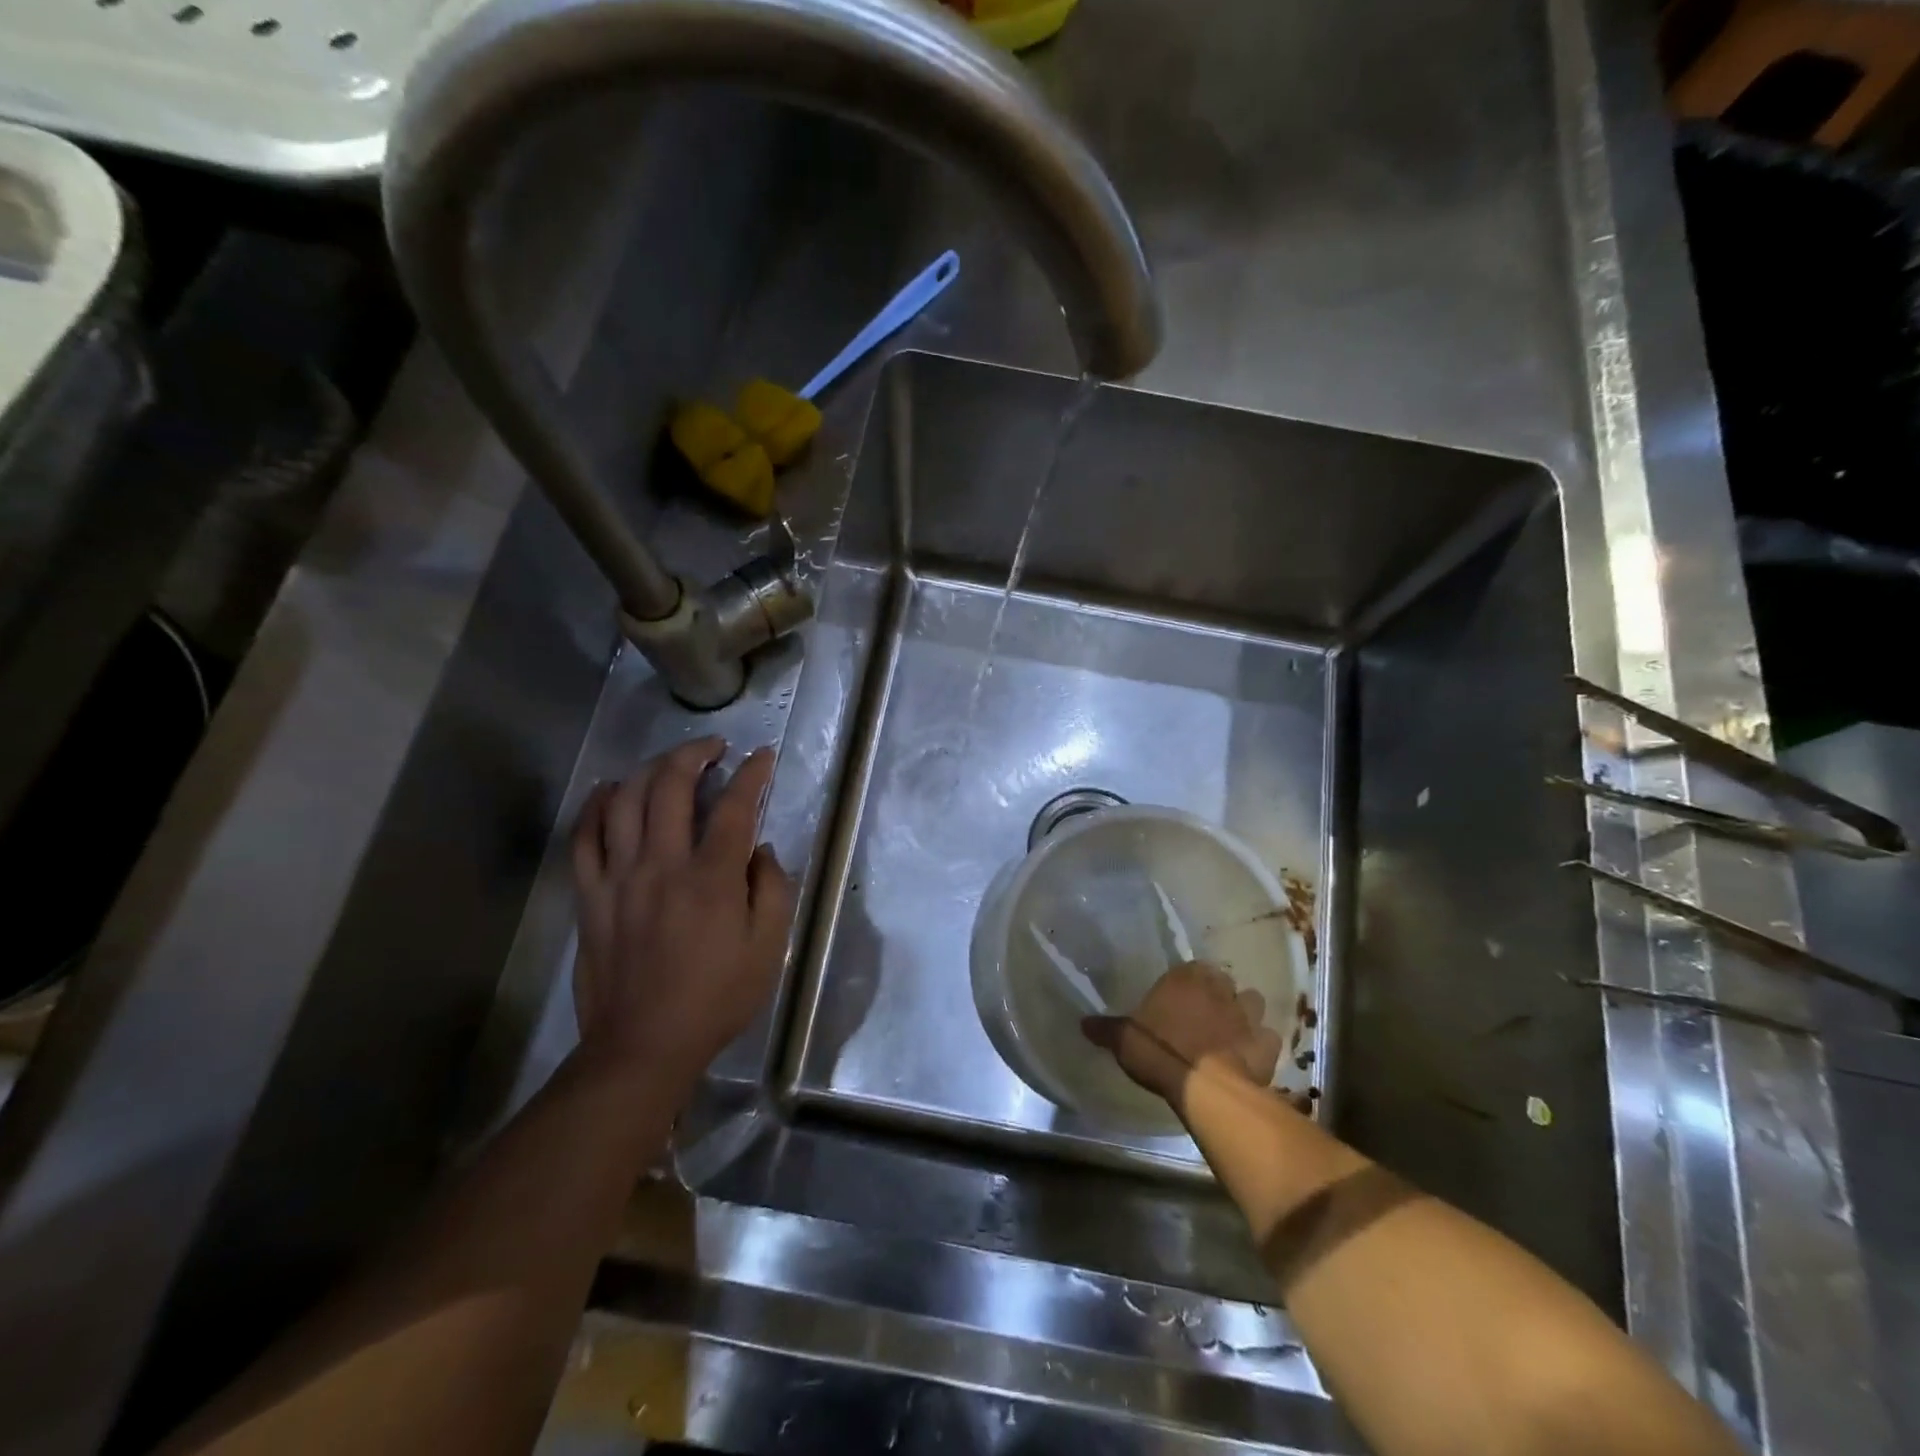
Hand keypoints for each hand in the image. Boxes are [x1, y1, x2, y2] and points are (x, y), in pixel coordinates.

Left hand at [570, 738, 795, 1092]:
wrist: (642, 1045)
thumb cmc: (717, 998)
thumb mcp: (769, 948)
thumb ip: (773, 889)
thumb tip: (760, 850)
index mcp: (712, 878)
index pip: (734, 807)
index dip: (752, 774)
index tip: (762, 757)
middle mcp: (662, 865)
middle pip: (671, 786)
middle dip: (695, 753)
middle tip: (714, 747)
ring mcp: (619, 878)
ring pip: (626, 801)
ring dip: (650, 769)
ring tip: (670, 763)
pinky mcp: (590, 896)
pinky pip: (584, 837)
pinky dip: (597, 805)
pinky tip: (612, 790)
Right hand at [1082, 962, 1283, 1111]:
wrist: (1204, 1087)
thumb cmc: (1160, 1052)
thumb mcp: (1123, 1040)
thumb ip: (1106, 1029)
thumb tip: (1083, 1023)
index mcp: (1185, 979)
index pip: (1191, 967)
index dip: (1188, 981)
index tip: (1179, 997)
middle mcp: (1219, 989)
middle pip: (1223, 982)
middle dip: (1218, 993)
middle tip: (1205, 1013)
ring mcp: (1246, 1015)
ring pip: (1252, 1002)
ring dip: (1244, 1013)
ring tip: (1231, 1030)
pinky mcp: (1266, 1044)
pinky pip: (1268, 1038)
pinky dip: (1261, 1044)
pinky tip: (1250, 1056)